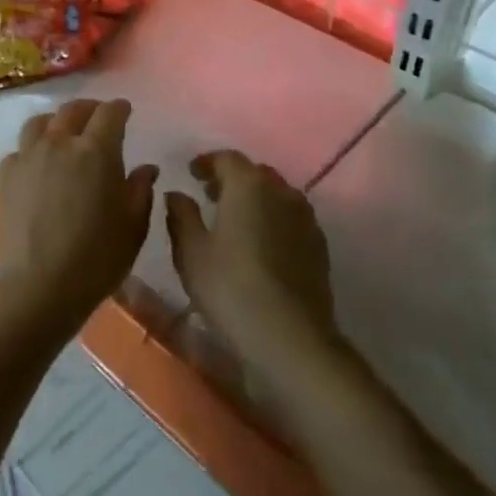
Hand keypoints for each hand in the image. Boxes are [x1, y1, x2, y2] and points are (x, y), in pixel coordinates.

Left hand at [0, 99, 157, 333]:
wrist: (40, 285)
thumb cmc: (97, 258)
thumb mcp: (133, 227)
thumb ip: (140, 190)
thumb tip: (145, 169)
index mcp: (96, 151)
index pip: (109, 114)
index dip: (119, 108)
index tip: (125, 110)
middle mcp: (60, 144)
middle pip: (72, 110)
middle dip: (89, 109)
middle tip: (97, 116)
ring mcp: (28, 157)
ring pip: (40, 123)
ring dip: (55, 121)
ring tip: (63, 132)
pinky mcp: (6, 176)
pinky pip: (19, 151)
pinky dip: (31, 150)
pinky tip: (36, 164)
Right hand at [164, 151, 337, 372]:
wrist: (291, 337)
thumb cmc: (230, 288)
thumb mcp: (191, 251)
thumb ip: (181, 215)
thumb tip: (177, 193)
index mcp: (248, 185)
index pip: (226, 158)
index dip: (206, 162)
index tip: (191, 174)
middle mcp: (281, 191)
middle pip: (254, 173)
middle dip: (231, 179)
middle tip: (210, 196)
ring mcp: (305, 218)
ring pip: (276, 194)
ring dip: (254, 199)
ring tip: (235, 220)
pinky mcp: (318, 244)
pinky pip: (291, 218)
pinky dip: (273, 219)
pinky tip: (260, 244)